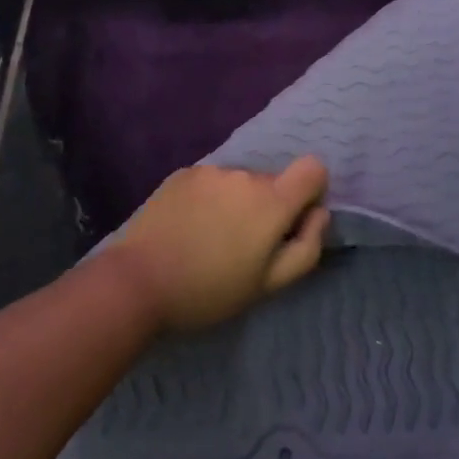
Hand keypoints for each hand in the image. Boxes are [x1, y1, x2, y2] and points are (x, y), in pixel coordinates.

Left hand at [108, 157, 330, 331]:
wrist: (139, 280)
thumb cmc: (210, 290)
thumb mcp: (269, 284)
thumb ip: (306, 247)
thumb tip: (318, 214)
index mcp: (272, 200)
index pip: (313, 169)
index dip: (311, 192)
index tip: (293, 222)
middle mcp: (245, 175)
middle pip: (273, 182)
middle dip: (268, 207)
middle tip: (243, 246)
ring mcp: (212, 171)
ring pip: (240, 183)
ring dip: (237, 203)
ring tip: (210, 238)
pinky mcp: (183, 173)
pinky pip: (212, 182)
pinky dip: (210, 199)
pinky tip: (189, 227)